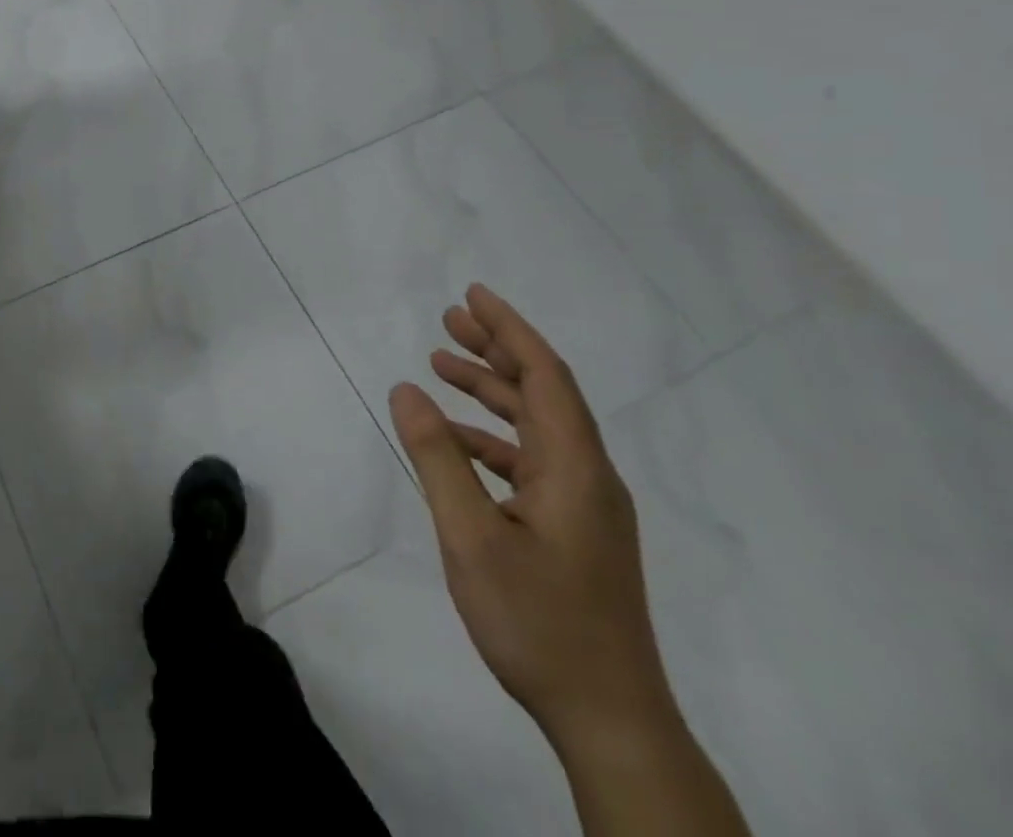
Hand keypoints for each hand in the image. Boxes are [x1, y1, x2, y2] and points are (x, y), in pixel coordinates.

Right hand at [388, 284, 672, 747]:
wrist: (610, 721)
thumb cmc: (539, 622)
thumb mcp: (471, 536)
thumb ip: (437, 457)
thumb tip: (406, 389)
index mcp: (575, 468)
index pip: (545, 376)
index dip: (510, 329)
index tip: (473, 295)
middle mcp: (589, 477)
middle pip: (544, 393)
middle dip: (496, 349)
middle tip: (448, 318)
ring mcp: (585, 507)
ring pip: (537, 426)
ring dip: (491, 391)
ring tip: (441, 365)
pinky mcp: (575, 531)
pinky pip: (531, 460)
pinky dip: (492, 436)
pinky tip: (455, 442)